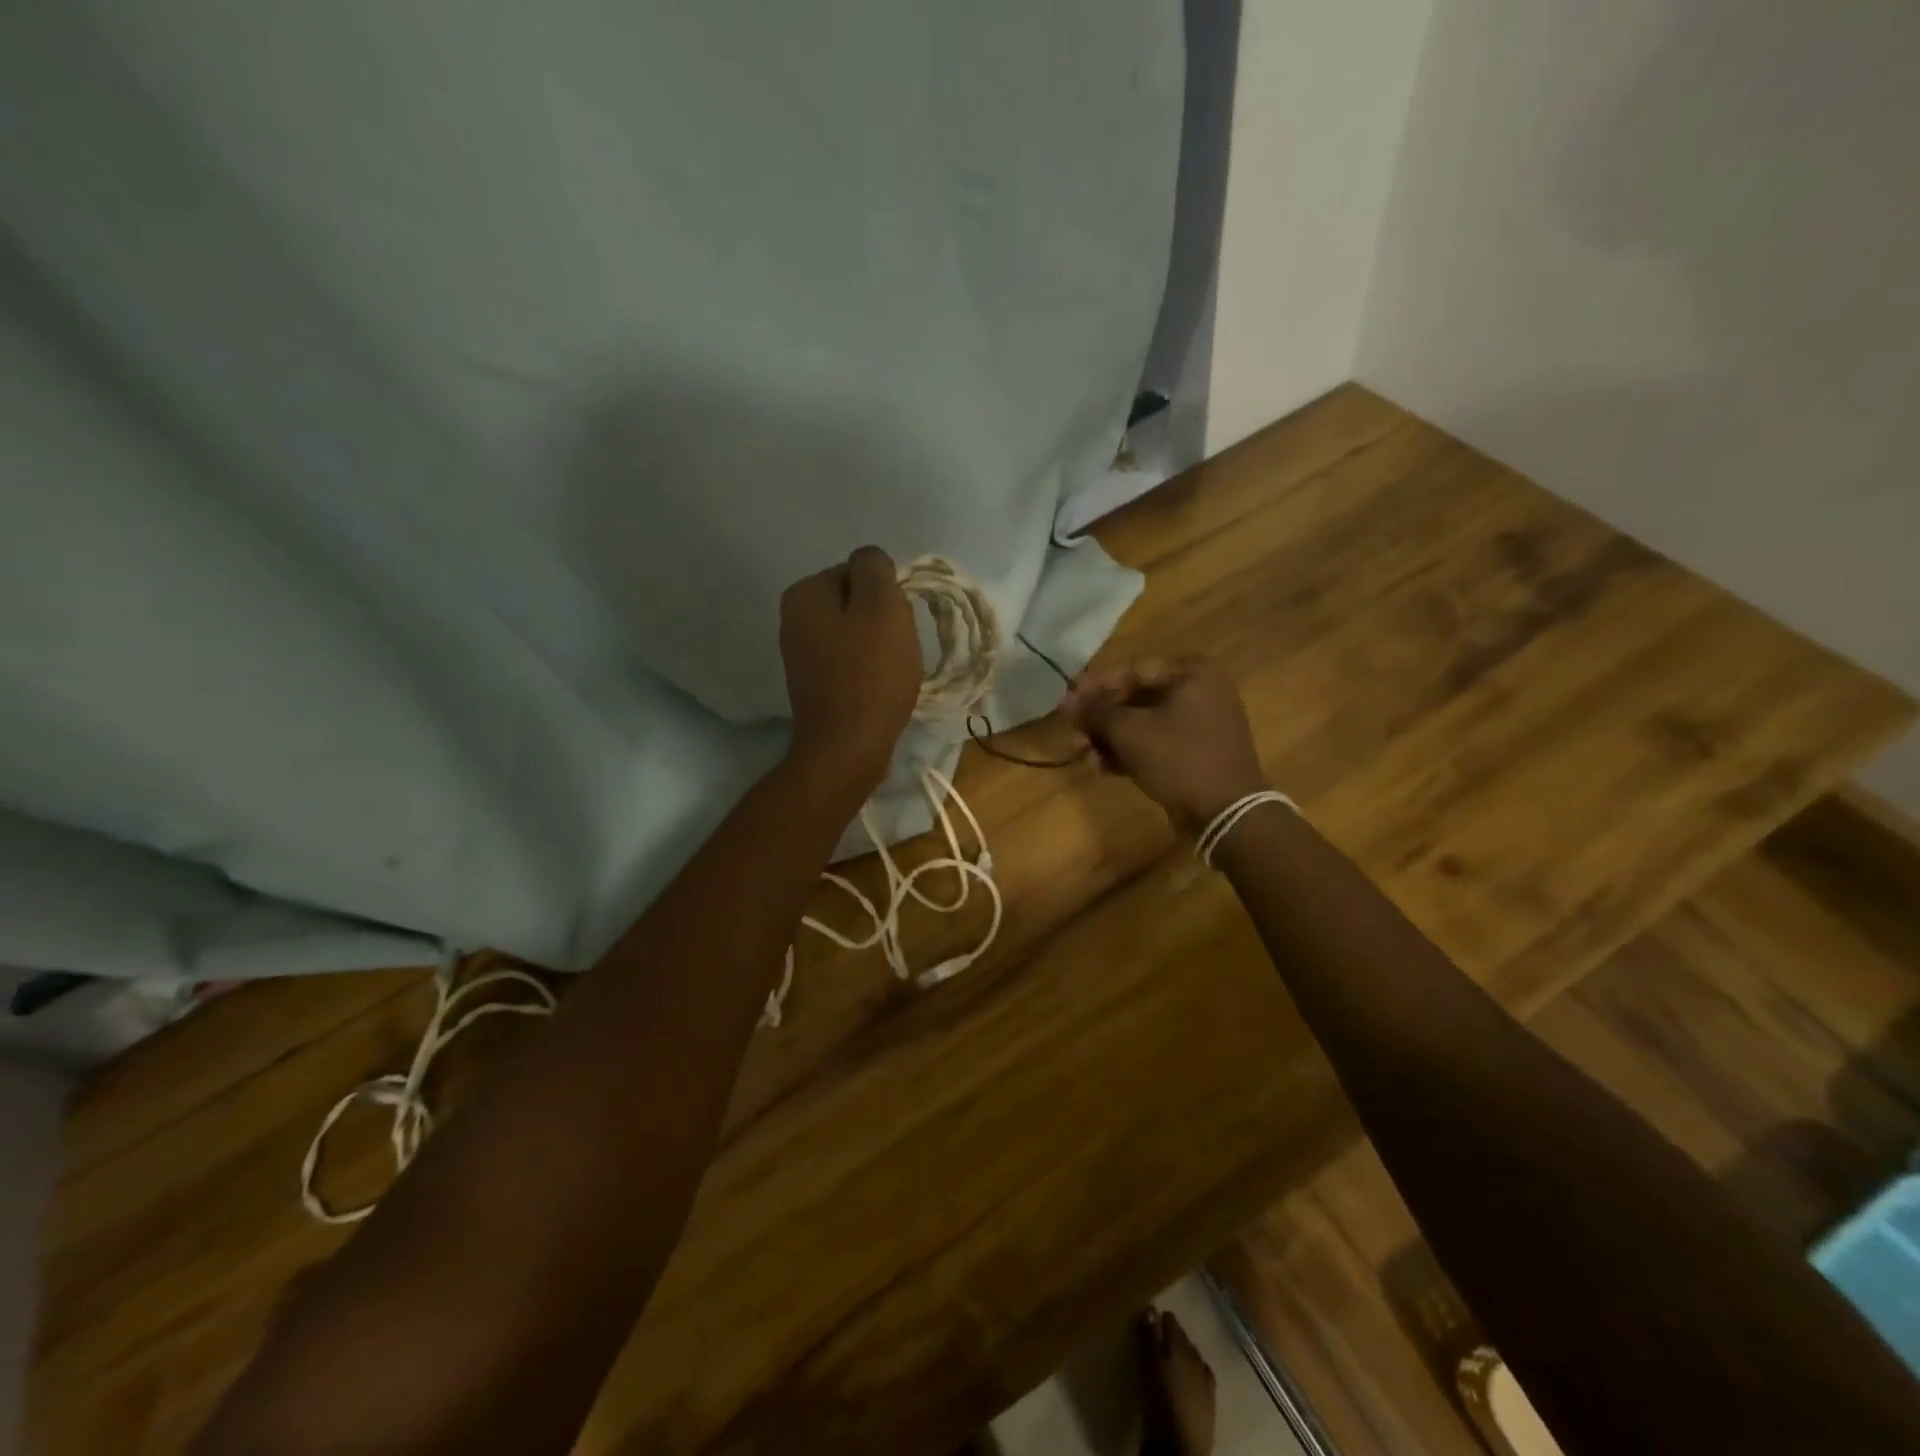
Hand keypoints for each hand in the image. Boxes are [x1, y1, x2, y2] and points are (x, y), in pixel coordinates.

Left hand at [779, 546, 921, 800]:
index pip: (858, 571)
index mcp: (805, 593)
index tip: (894, 625)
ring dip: (878, 647)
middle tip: (895, 650)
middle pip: (855, 601)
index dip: (886, 595)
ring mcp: (800, 653)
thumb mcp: (882, 607)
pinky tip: (877, 689)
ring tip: (889, 673)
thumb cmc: (869, 675)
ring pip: (855, 632)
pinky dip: (867, 670)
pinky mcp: (813, 683)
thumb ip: (875, 568)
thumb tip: (869, 561)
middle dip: (882, 620)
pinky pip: (849, 661)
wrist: (847, 748)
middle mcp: (793, 617)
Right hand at [1059, 657, 1267, 833]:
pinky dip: (1129, 753)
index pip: (1132, 670)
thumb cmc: (1178, 758)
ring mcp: (1200, 724)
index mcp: (1192, 673)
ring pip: (1143, 724)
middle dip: (1100, 718)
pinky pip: (1155, 744)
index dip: (1095, 686)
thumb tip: (1070, 700)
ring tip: (1080, 755)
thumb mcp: (1130, 730)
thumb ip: (1097, 710)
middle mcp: (1200, 692)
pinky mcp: (1196, 753)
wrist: (1224, 813)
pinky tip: (1101, 768)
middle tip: (1072, 732)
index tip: (1067, 701)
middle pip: (1136, 698)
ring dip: (1109, 738)